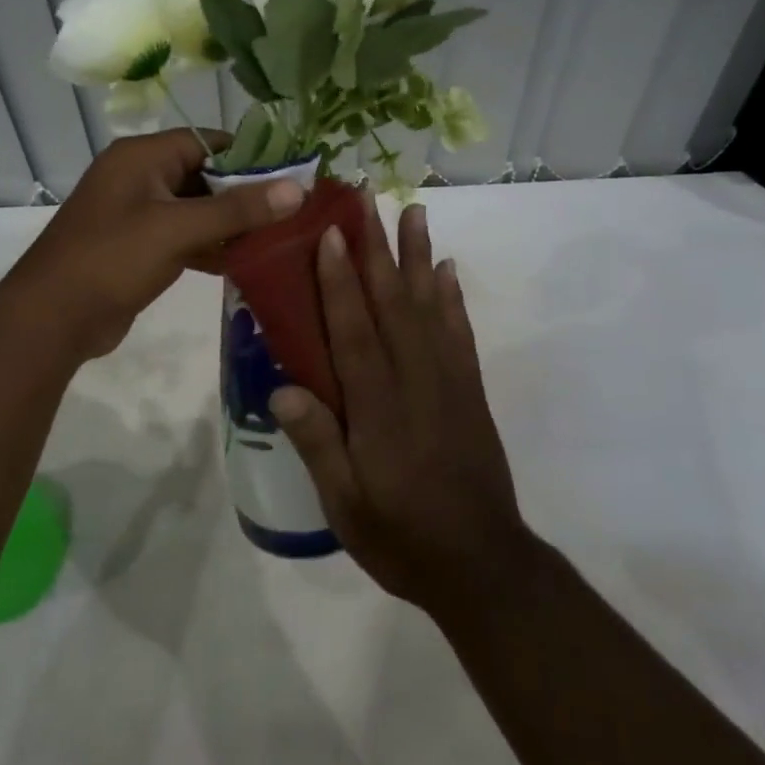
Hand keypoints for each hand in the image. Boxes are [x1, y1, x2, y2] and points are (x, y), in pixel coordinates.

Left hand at [6, 131, 303, 359]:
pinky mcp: (139, 248)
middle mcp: (139, 177)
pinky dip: (210, 246)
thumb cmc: (112, 259)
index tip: (293, 175)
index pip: (207, 141)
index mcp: (141, 157)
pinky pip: (184, 237)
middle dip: (245, 194)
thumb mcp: (177, 229)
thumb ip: (237, 209)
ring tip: (279, 238)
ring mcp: (137, 214)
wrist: (52, 318)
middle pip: (204, 175)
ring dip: (231, 224)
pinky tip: (245, 263)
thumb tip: (297, 189)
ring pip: (196, 210)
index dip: (250, 155)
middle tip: (293, 211)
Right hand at [273, 200, 533, 623]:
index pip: (355, 331)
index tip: (331, 233)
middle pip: (393, 303)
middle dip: (378, 247)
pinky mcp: (470, 392)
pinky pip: (460, 333)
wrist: (482, 566)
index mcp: (378, 408)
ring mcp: (448, 382)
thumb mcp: (346, 506)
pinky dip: (453, 297)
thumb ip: (318, 445)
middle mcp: (415, 382)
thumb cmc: (402, 537)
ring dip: (420, 256)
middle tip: (368, 199)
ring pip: (431, 307)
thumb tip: (282, 389)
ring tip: (415, 211)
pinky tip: (448, 270)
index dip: (340, 280)